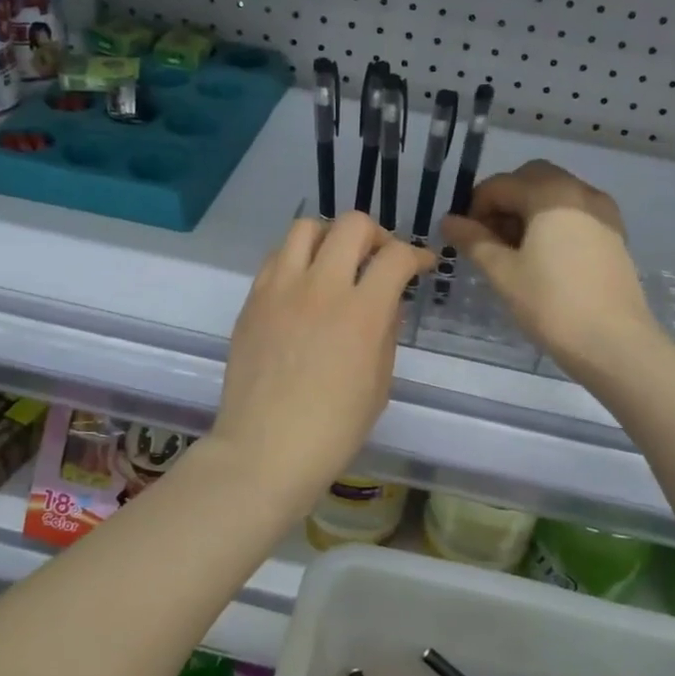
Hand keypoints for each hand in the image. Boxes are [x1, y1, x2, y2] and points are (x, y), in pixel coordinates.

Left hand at [210, 213, 433, 511]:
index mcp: (361, 313)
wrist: (265, 450)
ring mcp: (280, 289)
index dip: (417, 255)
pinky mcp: (253, 300)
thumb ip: (386, 332)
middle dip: (376, 235)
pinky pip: (276, 257)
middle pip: (352, 225)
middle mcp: (320, 288)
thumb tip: (387, 302)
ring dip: (330, 237)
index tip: (421, 265)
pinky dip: (297, 258)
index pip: (395, 257)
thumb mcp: (379, 383)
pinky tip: (303, 284)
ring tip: (336, 262)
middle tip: (379, 259)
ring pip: (306, 227)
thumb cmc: (333, 429)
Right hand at [440, 160, 656, 379]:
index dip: (474, 207)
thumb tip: (449, 221)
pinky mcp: (614, 234)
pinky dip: (553, 222)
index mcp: (551, 194)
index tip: (463, 237)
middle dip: (505, 201)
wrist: (613, 342)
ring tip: (513, 251)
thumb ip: (474, 240)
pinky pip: (576, 213)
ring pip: (556, 194)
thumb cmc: (551, 304)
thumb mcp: (503, 272)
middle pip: (532, 179)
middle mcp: (580, 191)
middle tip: (488, 238)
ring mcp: (602, 212)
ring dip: (529, 211)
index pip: (501, 185)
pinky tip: (542, 257)